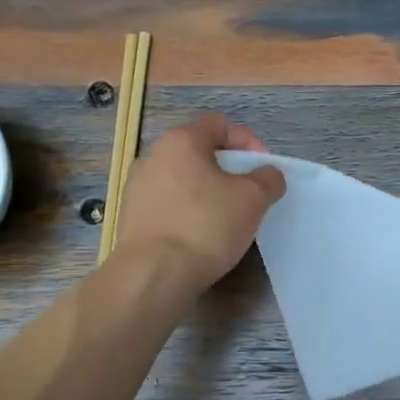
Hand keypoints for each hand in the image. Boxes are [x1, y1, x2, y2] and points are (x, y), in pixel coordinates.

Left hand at [114, 114, 285, 290]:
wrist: (154, 275)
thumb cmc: (206, 226)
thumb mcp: (252, 199)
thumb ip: (267, 179)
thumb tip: (268, 174)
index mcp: (180, 141)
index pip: (219, 125)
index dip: (247, 142)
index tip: (263, 169)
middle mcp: (152, 156)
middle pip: (199, 152)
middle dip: (227, 169)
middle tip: (248, 194)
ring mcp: (137, 188)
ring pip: (182, 180)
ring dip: (206, 192)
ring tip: (225, 218)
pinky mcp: (131, 218)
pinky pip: (168, 205)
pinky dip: (187, 212)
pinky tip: (200, 236)